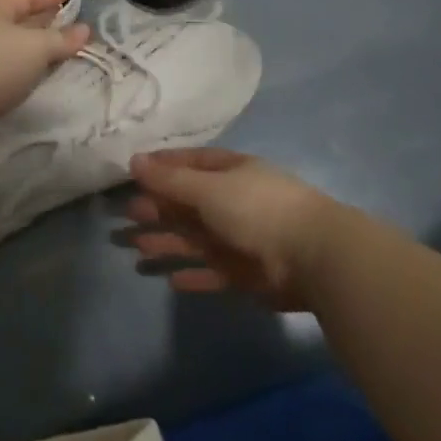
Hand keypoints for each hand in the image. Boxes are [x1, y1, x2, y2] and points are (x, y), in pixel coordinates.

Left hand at [0, 0, 88, 141]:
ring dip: (31, 44)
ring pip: (8, 43)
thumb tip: (84, 30)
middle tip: (65, 17)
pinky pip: (1, 65)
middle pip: (14, 17)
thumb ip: (61, 40)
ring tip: (54, 47)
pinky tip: (31, 72)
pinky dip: (19, 64)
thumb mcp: (35, 48)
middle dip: (40, 17)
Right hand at [114, 148, 341, 310]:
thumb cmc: (257, 209)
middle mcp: (235, 202)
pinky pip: (213, 272)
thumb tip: (134, 160)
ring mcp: (241, 239)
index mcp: (231, 172)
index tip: (133, 171)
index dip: (163, 166)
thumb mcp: (208, 189)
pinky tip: (171, 280)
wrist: (312, 256)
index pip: (192, 163)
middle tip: (128, 214)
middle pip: (189, 203)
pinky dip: (193, 275)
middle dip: (159, 208)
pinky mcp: (246, 274)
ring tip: (137, 246)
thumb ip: (170, 180)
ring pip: (196, 239)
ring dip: (168, 242)